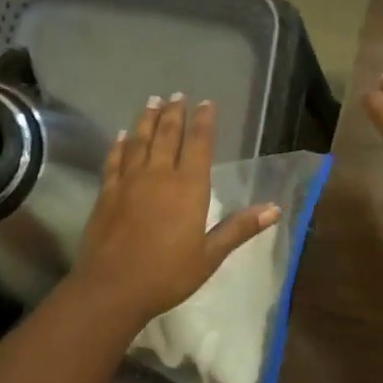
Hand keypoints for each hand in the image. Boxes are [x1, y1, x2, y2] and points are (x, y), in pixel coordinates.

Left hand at [71, 95, 279, 326]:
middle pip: (167, 135)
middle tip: (176, 94)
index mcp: (189, 187)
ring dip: (147, 119)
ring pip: (139, 141)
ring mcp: (129, 181)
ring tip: (152, 101)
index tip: (206, 103)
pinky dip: (120, 145)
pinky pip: (114, 160)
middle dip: (173, 113)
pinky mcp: (107, 192)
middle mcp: (159, 175)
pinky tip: (122, 136)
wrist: (113, 288)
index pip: (199, 144)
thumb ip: (239, 228)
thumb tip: (275, 209)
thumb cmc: (168, 274)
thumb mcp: (210, 255)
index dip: (204, 121)